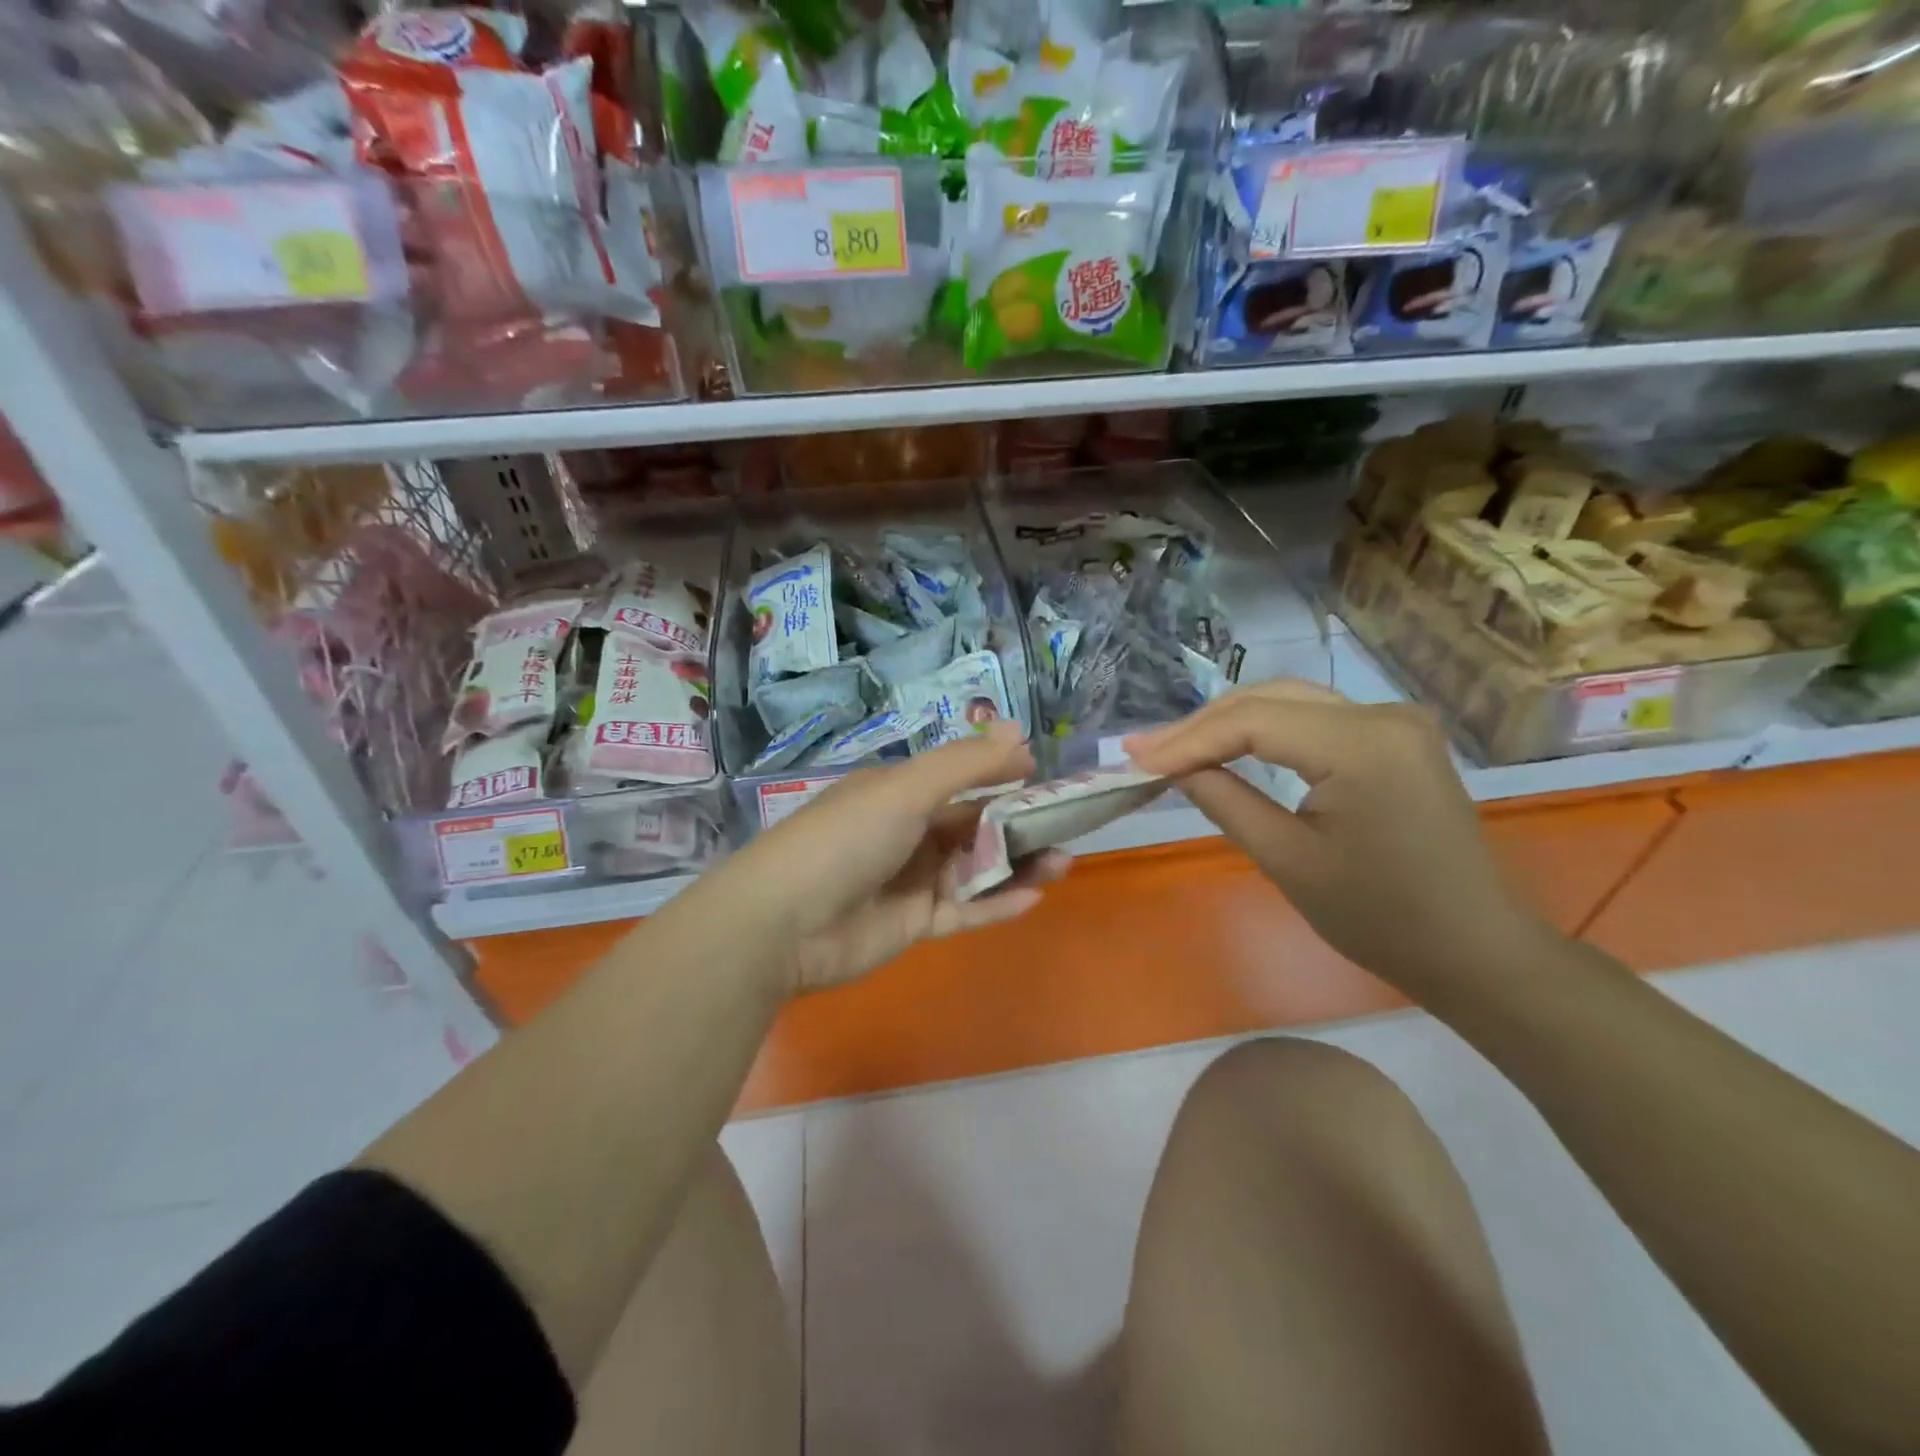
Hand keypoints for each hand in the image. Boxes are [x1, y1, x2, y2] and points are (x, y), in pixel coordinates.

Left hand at [728, 722, 1070, 993]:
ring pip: (975, 869)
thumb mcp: (906, 790)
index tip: (1049, 779)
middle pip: (974, 825)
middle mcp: (906, 832)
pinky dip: (996, 903)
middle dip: (1020, 825)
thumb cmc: (846, 839)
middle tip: (1068, 828)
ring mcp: (910, 880)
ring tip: (1062, 863)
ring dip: (1017, 864)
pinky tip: (1033, 897)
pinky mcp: (913, 924)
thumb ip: (966, 764)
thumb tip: (1020, 730)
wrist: (782, 923)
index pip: (961, 780)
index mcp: (898, 793)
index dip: (1004, 777)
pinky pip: (963, 911)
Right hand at [1125, 680, 1552, 997]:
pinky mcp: (1394, 737)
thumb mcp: (1287, 860)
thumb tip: (1170, 767)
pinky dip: (1264, 731)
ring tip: (1173, 748)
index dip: (1187, 739)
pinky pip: (1313, 718)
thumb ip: (1224, 800)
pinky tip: (1227, 745)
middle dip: (1201, 725)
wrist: (1474, 949)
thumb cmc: (1380, 918)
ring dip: (1228, 723)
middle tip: (1143, 751)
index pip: (1252, 722)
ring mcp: (1394, 721)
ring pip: (1288, 701)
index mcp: (1363, 745)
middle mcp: (1383, 714)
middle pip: (1268, 698)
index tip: (1134, 758)